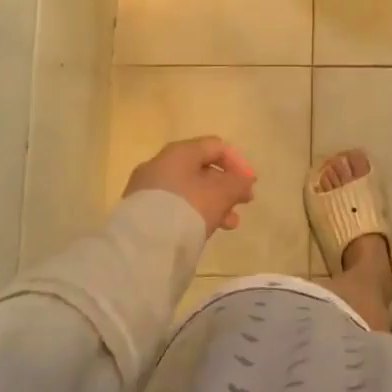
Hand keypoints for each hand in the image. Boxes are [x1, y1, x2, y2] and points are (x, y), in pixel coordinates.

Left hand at [124, 136, 256, 236]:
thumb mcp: (221, 193)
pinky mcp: (141, 211)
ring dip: (213, 203)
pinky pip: (174, 206)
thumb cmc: (189, 208)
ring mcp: (147, 189)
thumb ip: (238, 183)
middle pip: (201, 170)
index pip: (215, 147)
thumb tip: (245, 180)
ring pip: (189, 190)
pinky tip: (205, 230)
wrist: (144, 244)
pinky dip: (194, 213)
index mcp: (179, 152)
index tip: (250, 184)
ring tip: (230, 224)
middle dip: (226, 187)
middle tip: (243, 203)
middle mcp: (160, 164)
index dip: (238, 163)